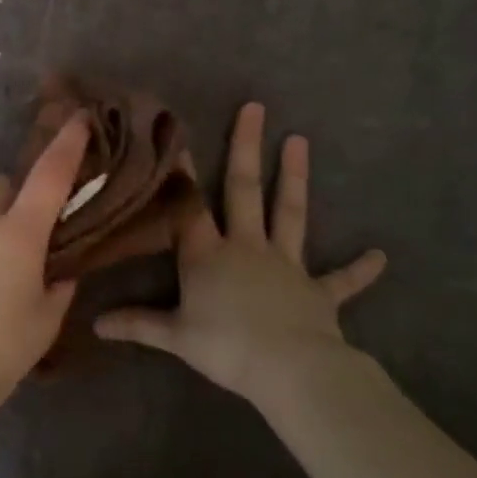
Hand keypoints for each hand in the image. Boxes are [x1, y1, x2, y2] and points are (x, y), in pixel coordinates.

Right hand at [94, 102, 386, 405]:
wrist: (290, 369)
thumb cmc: (225, 346)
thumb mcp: (174, 336)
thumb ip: (136, 325)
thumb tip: (95, 324)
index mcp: (207, 254)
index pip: (188, 206)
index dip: (181, 172)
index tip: (178, 135)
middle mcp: (246, 247)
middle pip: (244, 190)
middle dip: (247, 148)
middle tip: (255, 108)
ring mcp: (286, 265)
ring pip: (291, 214)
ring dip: (295, 178)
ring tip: (300, 141)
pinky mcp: (318, 291)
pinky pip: (342, 279)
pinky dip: (360, 269)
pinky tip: (381, 256)